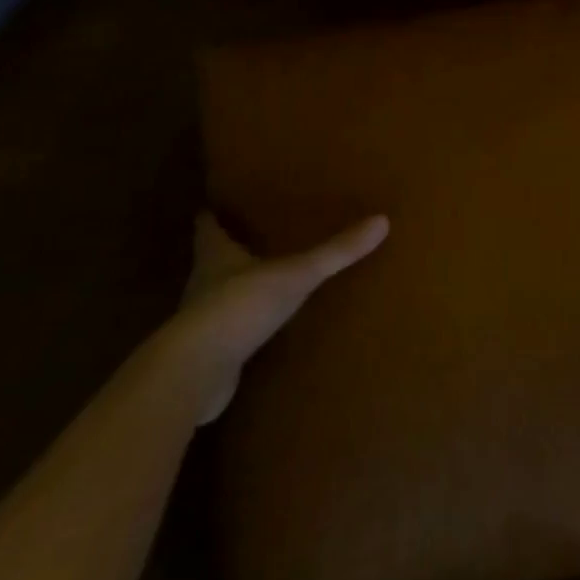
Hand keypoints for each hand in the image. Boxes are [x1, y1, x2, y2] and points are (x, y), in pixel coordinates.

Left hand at [167, 211, 388, 423]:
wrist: (196, 373)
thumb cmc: (239, 307)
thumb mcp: (295, 275)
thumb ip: (336, 252)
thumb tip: (382, 221)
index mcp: (216, 256)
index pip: (208, 228)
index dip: (212, 216)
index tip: (217, 205)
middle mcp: (204, 284)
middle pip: (213, 261)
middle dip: (230, 250)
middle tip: (254, 237)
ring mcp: (203, 323)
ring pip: (220, 297)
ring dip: (237, 289)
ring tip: (266, 280)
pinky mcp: (210, 356)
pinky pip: (230, 334)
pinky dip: (243, 328)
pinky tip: (263, 330)